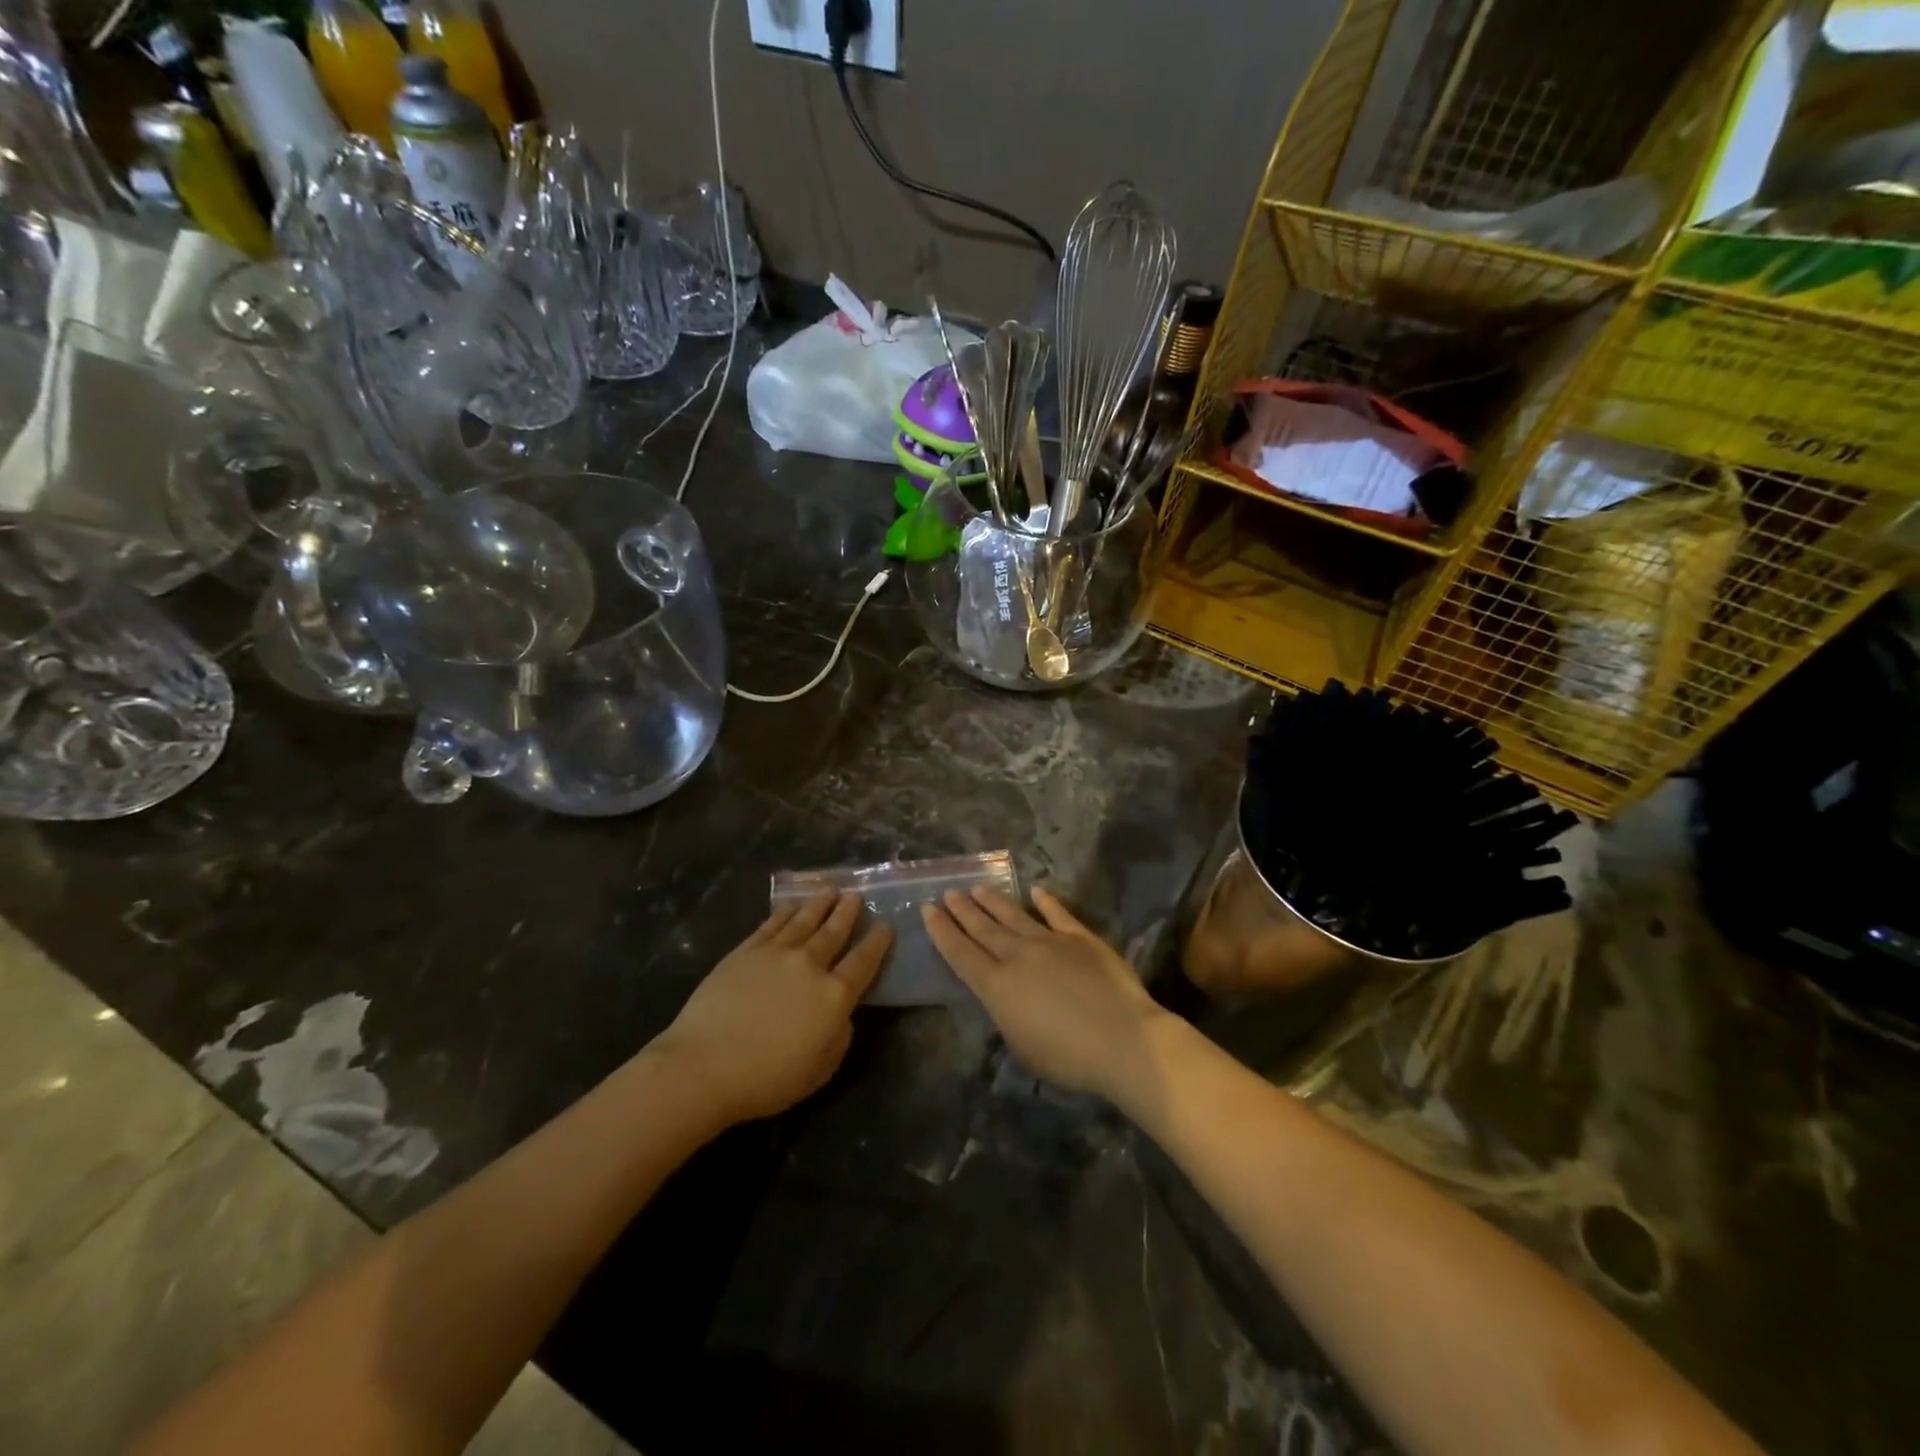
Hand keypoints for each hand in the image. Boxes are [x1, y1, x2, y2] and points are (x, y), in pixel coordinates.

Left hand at [651, 891, 891, 1125]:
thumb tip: (842, 1015)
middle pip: (834, 932)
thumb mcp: (820, 1070)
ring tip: (830, 890)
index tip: (885, 925)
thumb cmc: (766, 1078)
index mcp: (834, 995)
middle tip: (856, 896)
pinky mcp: (745, 951)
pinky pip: (771, 924)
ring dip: (820, 904)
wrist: (704, 1066)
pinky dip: (785, 913)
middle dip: (848, 912)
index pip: (863, 962)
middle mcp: (809, 965)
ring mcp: (775, 953)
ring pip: (804, 920)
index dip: (877, 943)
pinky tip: (791, 906)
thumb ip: (840, 1037)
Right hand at [922, 886, 1167, 1101]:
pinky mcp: (1080, 937)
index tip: (928, 909)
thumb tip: (1006, 998)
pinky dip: (1045, 901)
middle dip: (963, 909)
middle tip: (949, 892)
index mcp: (996, 986)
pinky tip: (1035, 890)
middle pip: (983, 928)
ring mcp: (1049, 941)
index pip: (960, 953)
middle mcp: (1017, 956)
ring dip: (993, 901)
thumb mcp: (1022, 1047)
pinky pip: (1057, 913)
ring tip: (978, 888)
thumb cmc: (1068, 1057)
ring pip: (1013, 915)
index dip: (942, 931)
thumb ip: (1007, 1016)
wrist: (1122, 1039)